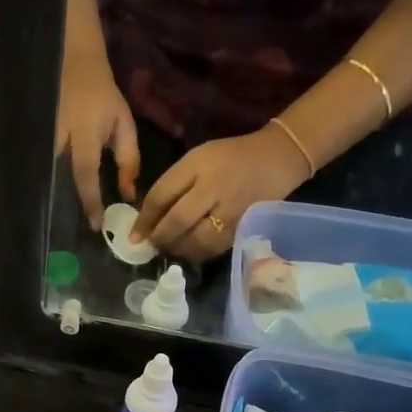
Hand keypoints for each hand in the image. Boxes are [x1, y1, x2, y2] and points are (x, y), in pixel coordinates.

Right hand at [56, 45, 138, 228]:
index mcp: (84, 133)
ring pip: (49, 177)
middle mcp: (59, 138)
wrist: (74, 65)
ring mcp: (43, 138)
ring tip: (67, 221)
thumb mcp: (124, 124)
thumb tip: (129, 194)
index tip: (96, 224)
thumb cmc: (104, 97)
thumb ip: (128, 159)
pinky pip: (44, 169)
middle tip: (80, 230)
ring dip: (59, 198)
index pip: (86, 173)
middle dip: (70, 206)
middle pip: (61, 180)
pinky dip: (51, 185)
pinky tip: (58, 201)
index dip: (91, 200)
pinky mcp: (36, 140)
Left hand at [131, 128, 308, 260]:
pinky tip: (190, 251)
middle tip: (151, 245)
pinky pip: (214, 248)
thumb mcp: (197, 159)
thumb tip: (148, 217)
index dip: (144, 219)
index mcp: (198, 165)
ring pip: (196, 240)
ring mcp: (231, 210)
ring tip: (170, 248)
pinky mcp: (243, 227)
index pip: (162, 195)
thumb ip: (173, 184)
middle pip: (178, 220)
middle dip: (160, 237)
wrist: (277, 158)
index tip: (134, 235)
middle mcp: (215, 187)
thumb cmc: (229, 158)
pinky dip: (197, 253)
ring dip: (177, 248)